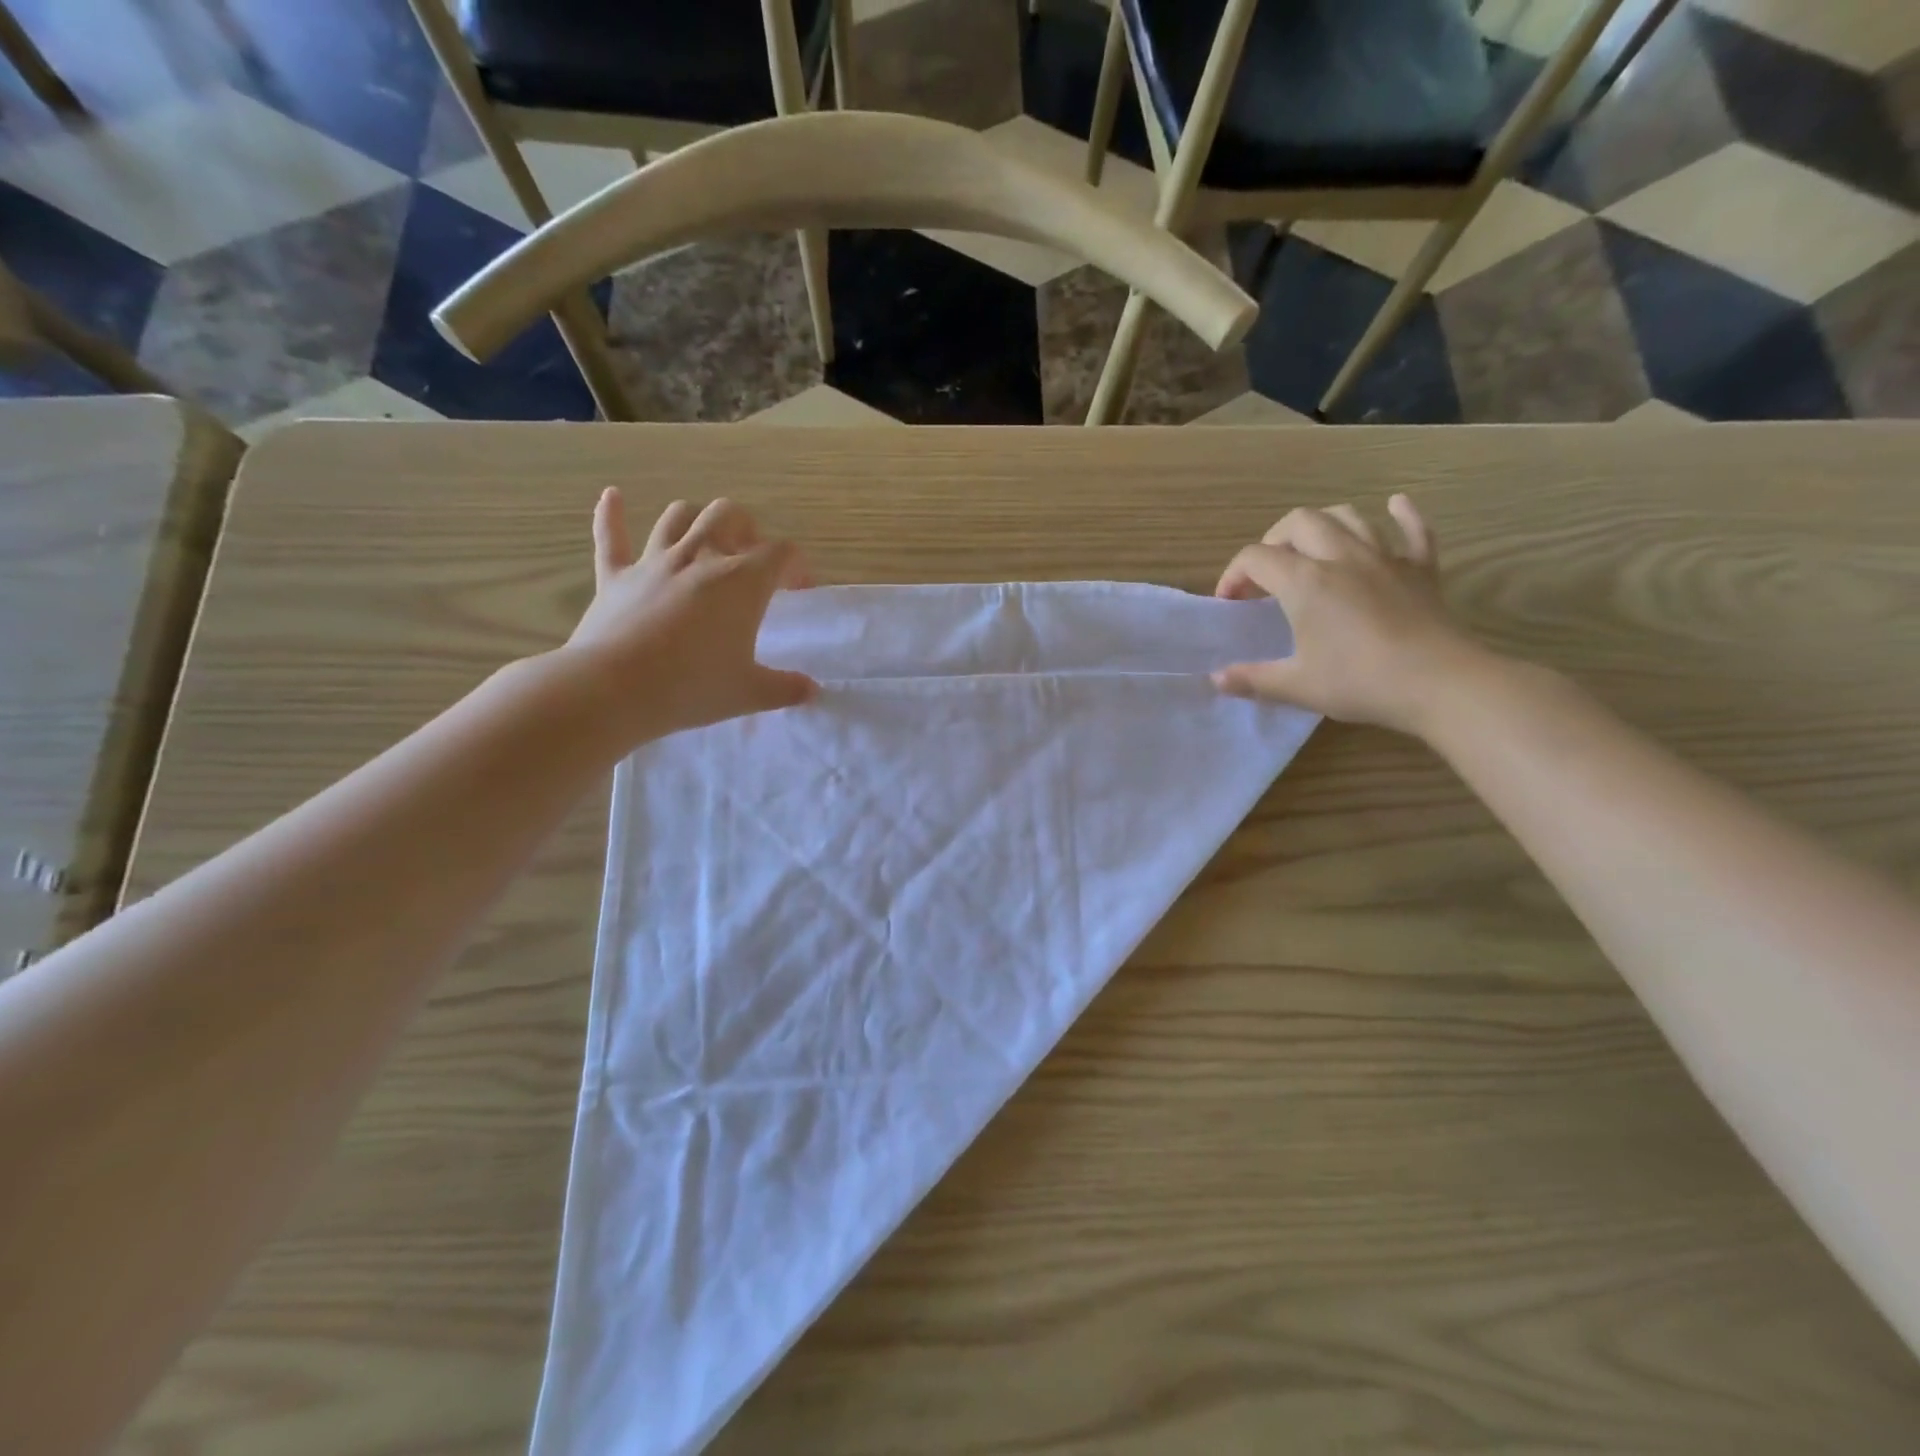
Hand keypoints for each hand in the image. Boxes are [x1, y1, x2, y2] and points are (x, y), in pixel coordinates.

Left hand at [562, 490, 816, 742]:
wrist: (614, 690)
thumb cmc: (692, 688)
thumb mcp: (749, 693)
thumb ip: (785, 688)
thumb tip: (812, 691)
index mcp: (741, 582)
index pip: (780, 553)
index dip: (795, 566)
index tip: (798, 590)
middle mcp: (700, 557)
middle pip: (729, 515)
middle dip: (747, 528)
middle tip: (752, 556)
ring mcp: (653, 562)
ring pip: (679, 516)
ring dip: (697, 520)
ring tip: (705, 538)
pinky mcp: (614, 577)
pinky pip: (611, 537)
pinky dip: (611, 514)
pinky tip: (612, 497)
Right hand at [1212, 495, 1488, 735]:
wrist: (1440, 683)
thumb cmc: (1360, 682)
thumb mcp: (1296, 686)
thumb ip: (1252, 679)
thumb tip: (1217, 679)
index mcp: (1305, 582)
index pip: (1255, 558)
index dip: (1233, 575)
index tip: (1230, 603)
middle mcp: (1341, 557)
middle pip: (1298, 522)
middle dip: (1273, 540)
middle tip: (1267, 573)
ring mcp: (1385, 558)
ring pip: (1348, 516)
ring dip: (1322, 525)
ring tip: (1312, 547)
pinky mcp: (1421, 569)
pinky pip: (1413, 529)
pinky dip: (1402, 514)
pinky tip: (1395, 506)